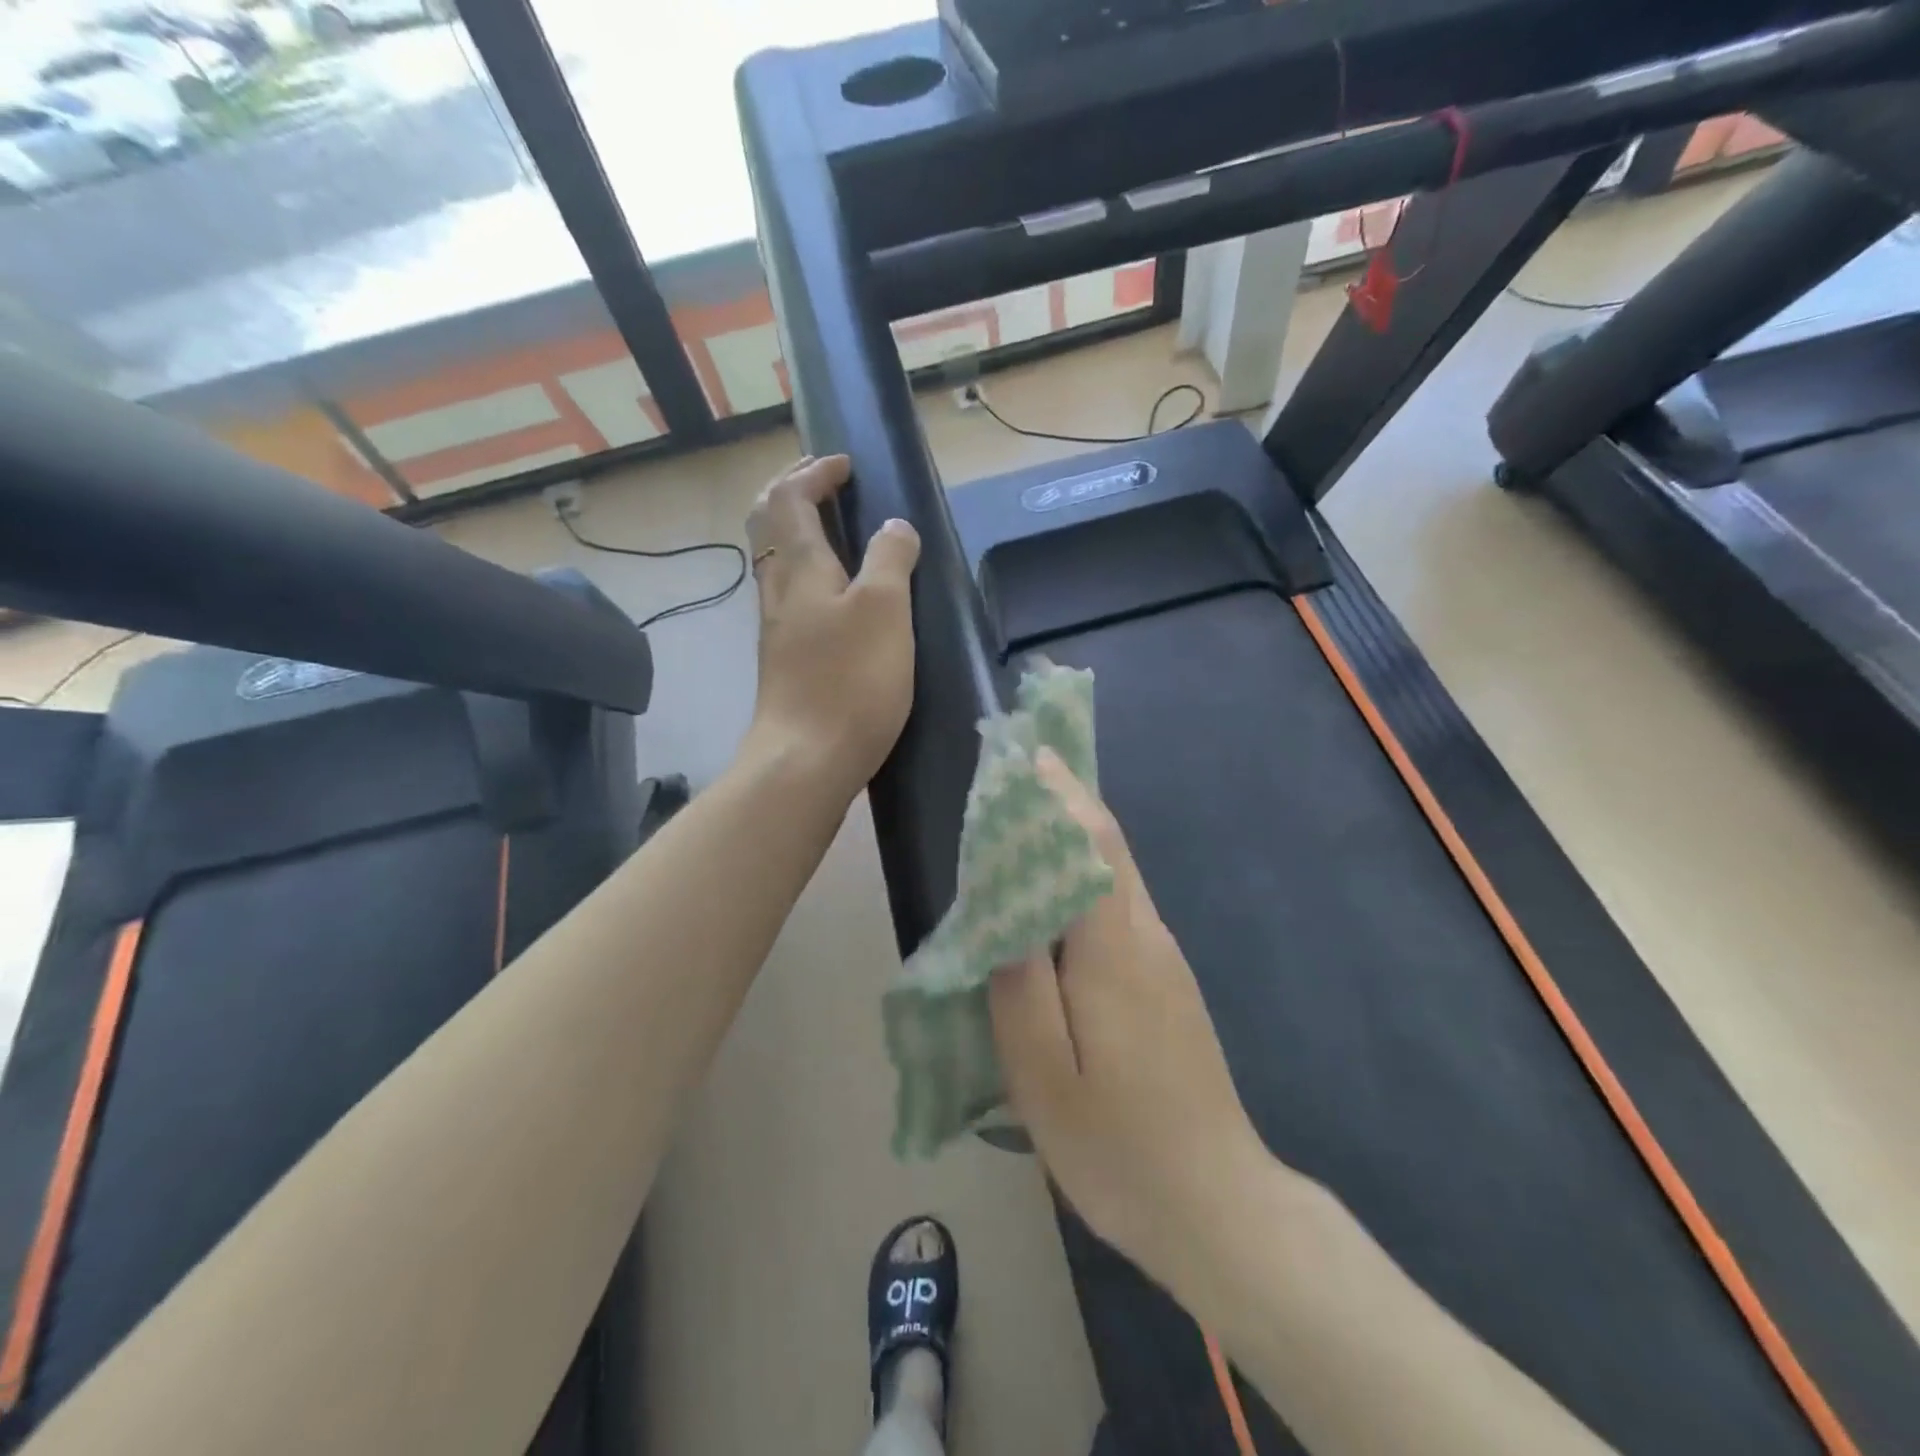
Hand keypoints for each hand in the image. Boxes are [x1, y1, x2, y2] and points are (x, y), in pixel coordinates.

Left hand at [743, 455, 920, 802]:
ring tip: (838, 534)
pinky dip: (809, 573)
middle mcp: (778, 590)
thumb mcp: (884, 610)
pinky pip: (791, 596)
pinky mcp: (785, 660)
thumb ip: (890, 559)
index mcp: (799, 567)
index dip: (814, 472)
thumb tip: (894, 528)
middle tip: (829, 486)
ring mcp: (777, 628)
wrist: (806, 760)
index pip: (790, 497)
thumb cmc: (849, 680)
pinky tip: (837, 596)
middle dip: (794, 494)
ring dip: (799, 534)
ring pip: (777, 562)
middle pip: (768, 524)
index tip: (846, 465)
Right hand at [989, 750, 1272, 1298]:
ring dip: (1073, 840)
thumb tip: (1005, 917)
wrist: (1219, 1207)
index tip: (1028, 754)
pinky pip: (1120, 911)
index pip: (1093, 845)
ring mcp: (1165, 962)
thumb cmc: (1120, 1146)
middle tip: (1017, 777)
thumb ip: (1020, 988)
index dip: (1061, 794)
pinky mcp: (1167, 986)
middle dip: (1066, 803)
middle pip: (1108, 850)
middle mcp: (1148, 939)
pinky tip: (1054, 903)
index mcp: (1116, 950)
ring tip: (1024, 827)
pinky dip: (1084, 882)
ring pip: (1115, 879)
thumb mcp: (1044, 1076)